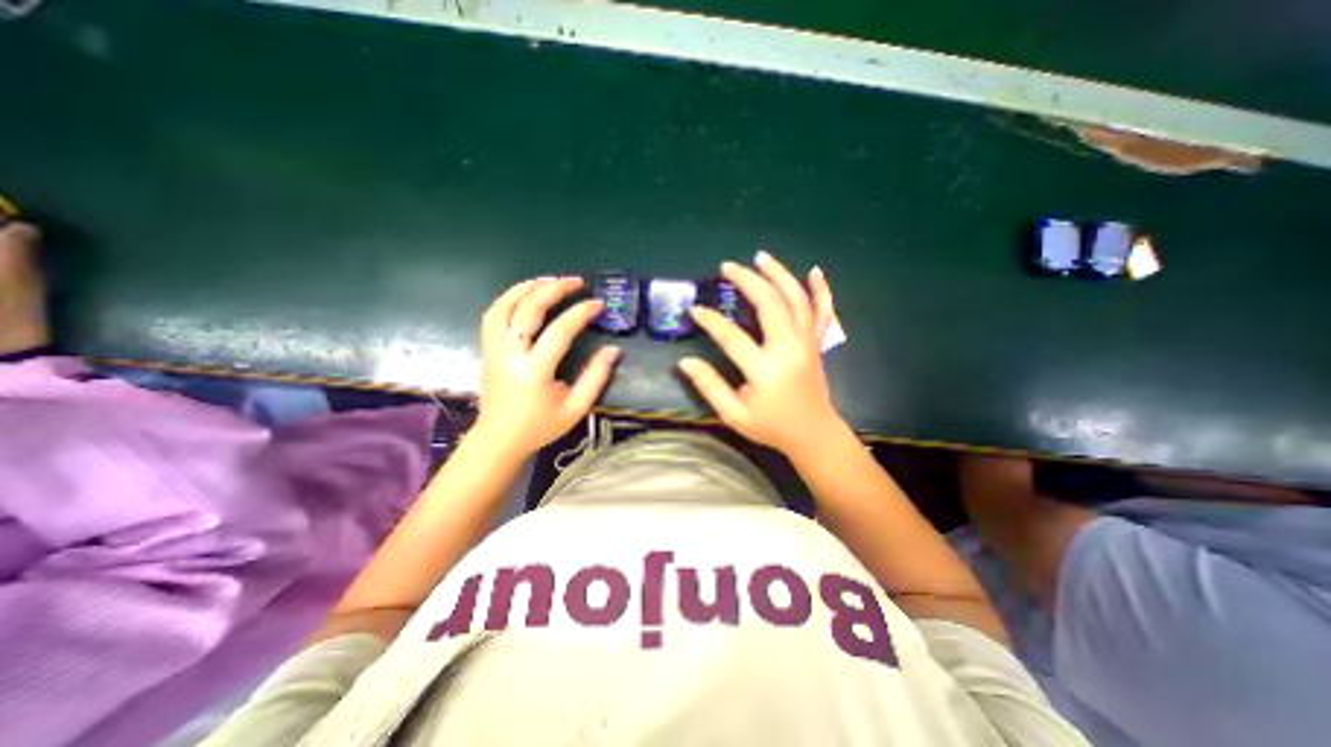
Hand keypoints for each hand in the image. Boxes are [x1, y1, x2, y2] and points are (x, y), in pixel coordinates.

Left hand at [471, 276, 620, 456]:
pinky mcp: (487, 349)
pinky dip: (508, 298)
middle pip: (528, 309)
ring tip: (549, 280)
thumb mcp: (576, 408)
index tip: (598, 304)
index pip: (559, 331)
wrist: (500, 439)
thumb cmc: (540, 426)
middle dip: (554, 289)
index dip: (581, 313)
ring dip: (527, 287)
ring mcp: (493, 349)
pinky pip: (492, 315)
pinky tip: (525, 294)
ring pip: (503, 306)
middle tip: (576, 281)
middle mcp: (510, 354)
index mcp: (534, 371)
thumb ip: (596, 378)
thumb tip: (613, 350)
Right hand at [680, 248, 847, 454]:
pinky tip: (814, 271)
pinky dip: (821, 290)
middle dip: (747, 280)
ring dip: (779, 274)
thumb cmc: (771, 426)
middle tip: (727, 267)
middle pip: (770, 304)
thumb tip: (684, 362)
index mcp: (765, 370)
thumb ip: (709, 386)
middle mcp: (788, 349)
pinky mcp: (817, 343)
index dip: (710, 320)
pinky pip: (823, 312)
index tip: (694, 310)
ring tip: (761, 257)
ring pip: (796, 300)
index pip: (731, 336)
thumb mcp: (733, 414)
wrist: (813, 434)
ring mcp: (807, 343)